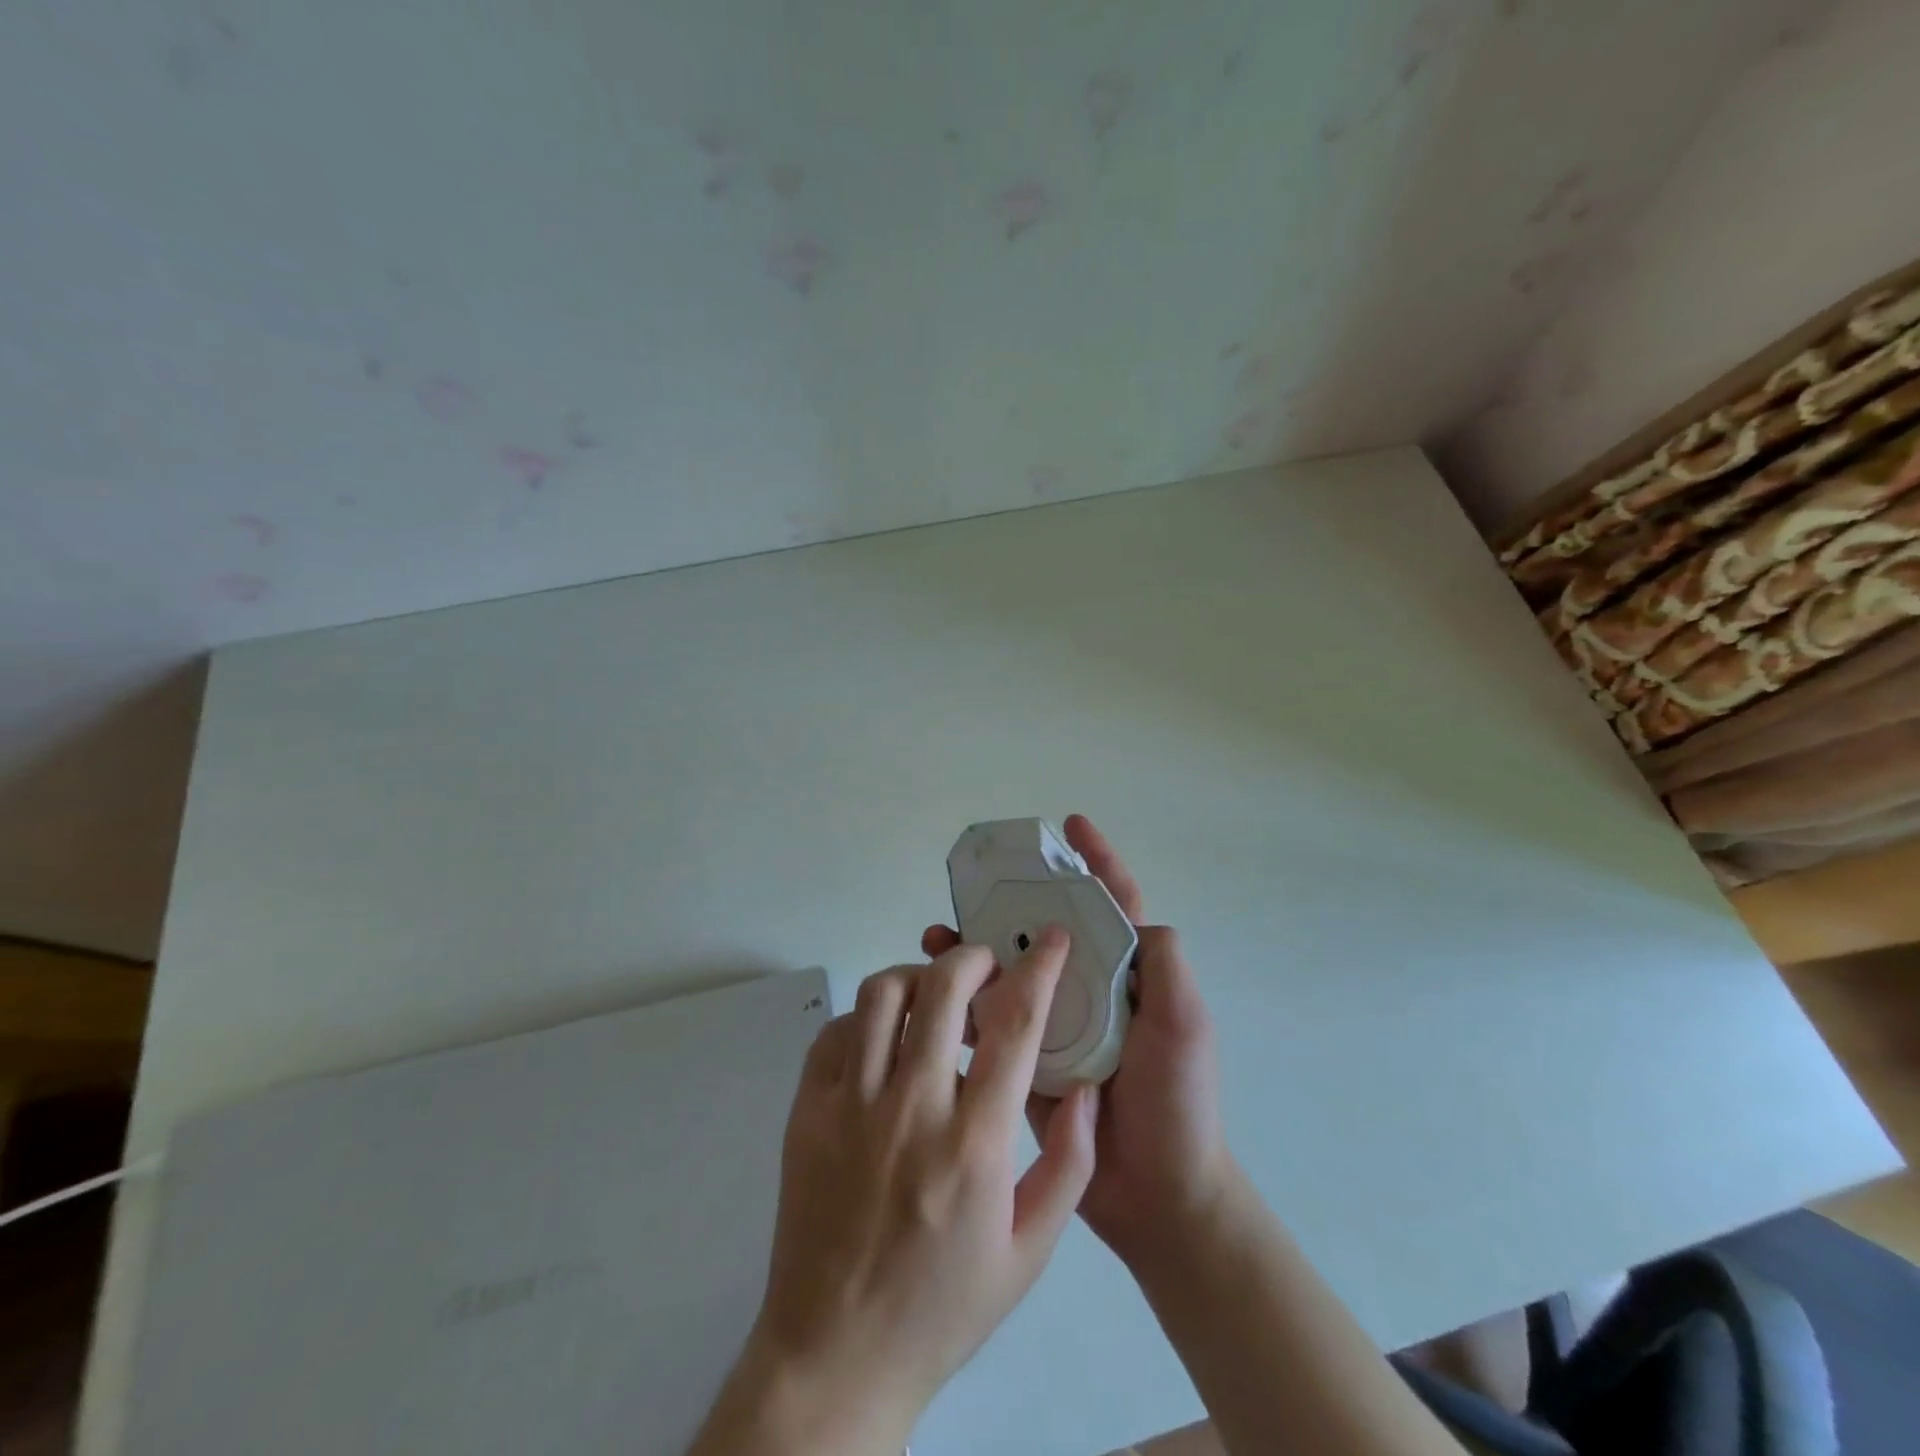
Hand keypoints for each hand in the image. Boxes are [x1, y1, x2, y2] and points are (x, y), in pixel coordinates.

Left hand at [690, 935, 1098, 1455]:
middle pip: (942, 988)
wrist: (836, 1355)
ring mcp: (850, 1106)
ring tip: (935, 999)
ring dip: (918, 978)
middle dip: (973, 958)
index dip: (1039, 969)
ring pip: (882, 995)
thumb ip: (1069, 1163)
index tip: (1052, 940)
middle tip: (988, 969)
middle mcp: (911, 1110)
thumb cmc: (943, 1305)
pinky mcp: (807, 1111)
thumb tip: (1083, 1086)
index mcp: (974, 1145)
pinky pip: (837, 1031)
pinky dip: (867, 1018)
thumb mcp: (1029, 1251)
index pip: (1014, 1026)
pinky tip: (884, 1041)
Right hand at [922, 815, 1228, 1269]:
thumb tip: (1132, 914)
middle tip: (974, 885)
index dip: (1096, 860)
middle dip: (1013, 902)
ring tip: (937, 935)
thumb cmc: (1178, 1103)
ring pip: (1012, 970)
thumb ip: (1165, 966)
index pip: (1112, 903)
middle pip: (1046, 930)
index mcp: (1129, 974)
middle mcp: (1089, 989)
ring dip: (977, 948)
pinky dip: (964, 1001)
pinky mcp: (1027, 1061)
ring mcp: (1056, 1024)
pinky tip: (933, 992)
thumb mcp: (1185, 1024)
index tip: (1070, 825)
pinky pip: (993, 1019)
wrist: (1157, 1197)